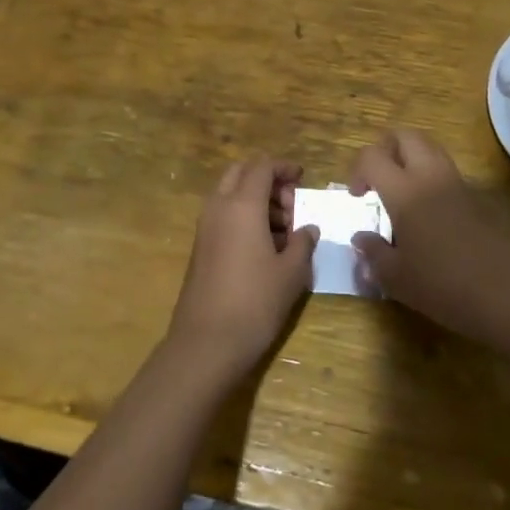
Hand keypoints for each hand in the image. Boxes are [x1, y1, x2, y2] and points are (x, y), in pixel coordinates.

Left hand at [167, 158, 317, 377]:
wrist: (206, 343)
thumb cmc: (255, 302)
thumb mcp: (291, 272)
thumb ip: (303, 243)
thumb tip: (309, 229)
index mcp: (242, 205)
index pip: (261, 167)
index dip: (283, 167)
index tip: (302, 177)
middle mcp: (218, 208)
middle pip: (240, 173)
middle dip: (267, 180)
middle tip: (291, 203)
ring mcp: (205, 227)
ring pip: (230, 194)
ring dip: (256, 200)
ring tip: (284, 230)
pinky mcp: (200, 247)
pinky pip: (223, 216)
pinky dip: (243, 217)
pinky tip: (265, 247)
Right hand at [348, 129, 509, 344]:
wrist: (508, 294)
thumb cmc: (443, 285)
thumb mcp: (396, 277)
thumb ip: (374, 253)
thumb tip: (361, 238)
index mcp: (404, 191)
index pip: (372, 156)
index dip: (358, 170)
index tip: (358, 197)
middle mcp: (431, 176)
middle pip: (405, 136)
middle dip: (385, 149)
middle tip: (378, 180)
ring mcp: (458, 184)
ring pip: (430, 149)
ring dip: (410, 161)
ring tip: (402, 196)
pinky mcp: (477, 198)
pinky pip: (447, 173)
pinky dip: (431, 180)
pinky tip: (428, 216)